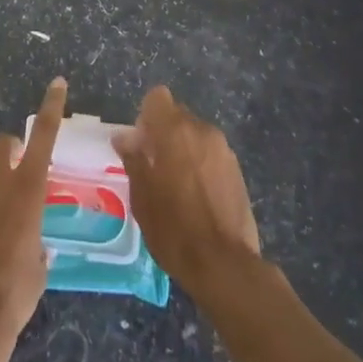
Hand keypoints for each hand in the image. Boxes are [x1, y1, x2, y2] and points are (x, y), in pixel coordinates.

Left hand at [0, 77, 65, 342]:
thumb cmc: (15, 290)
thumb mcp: (39, 265)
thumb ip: (37, 243)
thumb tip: (35, 247)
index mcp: (28, 190)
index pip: (43, 137)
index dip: (51, 107)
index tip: (57, 83)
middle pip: (3, 143)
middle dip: (12, 148)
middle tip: (21, 170)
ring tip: (3, 208)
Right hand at [112, 86, 260, 296]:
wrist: (224, 264)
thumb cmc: (174, 228)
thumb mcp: (142, 196)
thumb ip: (133, 159)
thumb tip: (124, 137)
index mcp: (175, 131)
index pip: (158, 98)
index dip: (146, 116)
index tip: (141, 144)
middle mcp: (202, 131)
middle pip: (178, 116)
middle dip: (164, 133)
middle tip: (154, 167)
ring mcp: (224, 150)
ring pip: (196, 135)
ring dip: (183, 149)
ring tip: (176, 186)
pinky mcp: (237, 170)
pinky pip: (211, 154)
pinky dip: (200, 165)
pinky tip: (197, 197)